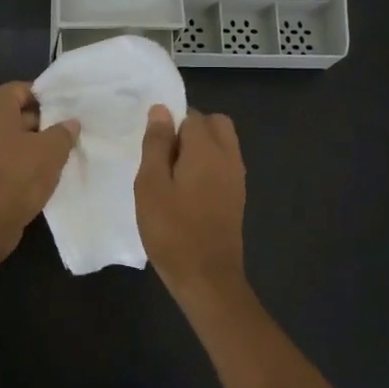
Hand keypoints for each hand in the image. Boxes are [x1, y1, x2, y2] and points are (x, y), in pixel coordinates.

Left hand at [0, 82, 79, 253]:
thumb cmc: (18, 174)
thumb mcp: (52, 150)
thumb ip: (63, 132)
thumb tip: (70, 123)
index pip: (21, 89)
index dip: (45, 99)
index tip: (65, 112)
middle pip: (11, 112)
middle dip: (38, 122)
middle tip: (62, 135)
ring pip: (4, 136)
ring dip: (26, 143)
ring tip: (53, 155)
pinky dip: (13, 159)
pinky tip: (35, 173)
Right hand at [135, 104, 246, 295]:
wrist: (207, 277)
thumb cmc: (172, 230)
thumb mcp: (151, 185)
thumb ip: (156, 144)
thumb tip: (161, 110)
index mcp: (207, 149)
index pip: (191, 115)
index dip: (169, 125)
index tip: (152, 148)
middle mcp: (229, 156)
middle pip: (214, 124)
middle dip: (190, 130)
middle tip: (164, 157)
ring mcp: (237, 177)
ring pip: (222, 144)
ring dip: (199, 149)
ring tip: (172, 176)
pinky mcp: (237, 196)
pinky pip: (224, 165)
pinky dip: (207, 166)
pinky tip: (187, 192)